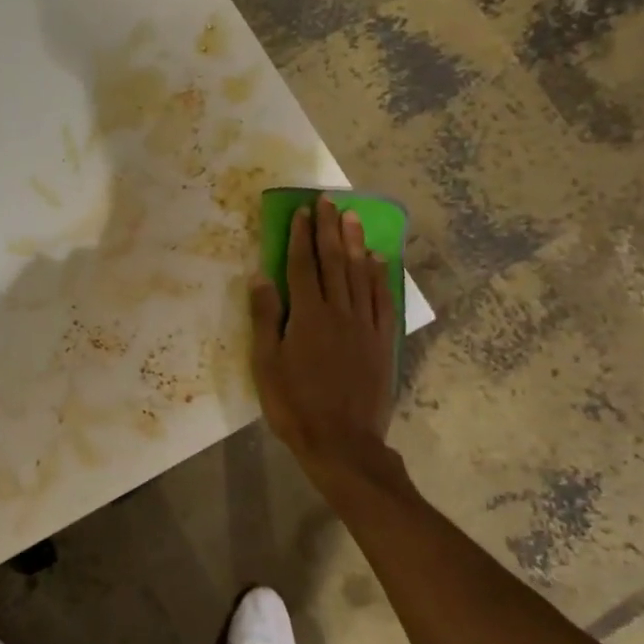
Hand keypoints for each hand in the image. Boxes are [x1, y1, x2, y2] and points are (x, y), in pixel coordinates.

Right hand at [249, 196, 394, 467]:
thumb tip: (260, 277)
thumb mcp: (266, 364)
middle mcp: (339, 312)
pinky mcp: (383, 342)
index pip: (303, 266)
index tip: (302, 212)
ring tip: (352, 218)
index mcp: (308, 316)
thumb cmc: (295, 405)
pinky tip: (378, 260)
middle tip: (328, 201)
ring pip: (361, 275)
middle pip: (334, 262)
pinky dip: (380, 277)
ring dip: (355, 243)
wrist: (343, 443)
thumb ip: (265, 318)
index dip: (301, 237)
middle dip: (329, 229)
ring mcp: (365, 326)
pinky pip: (383, 300)